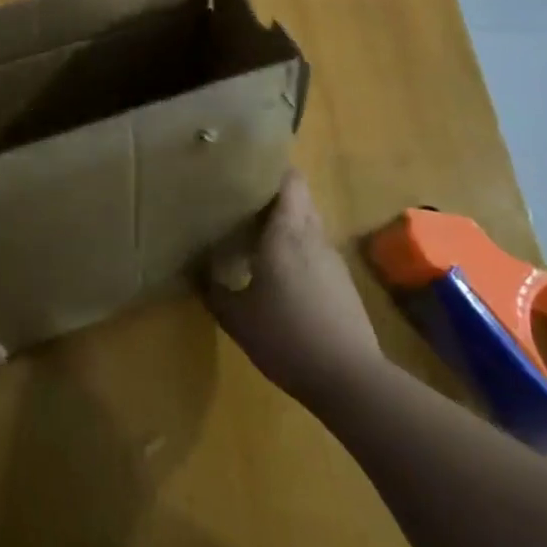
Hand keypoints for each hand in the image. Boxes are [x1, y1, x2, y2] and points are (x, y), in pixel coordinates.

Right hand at [203, 169, 382, 412]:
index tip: (247, 166)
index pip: (289, 181)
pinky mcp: (343, 284)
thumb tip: (196, 269)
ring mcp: (332, 260)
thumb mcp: (237, 318)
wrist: (350, 380)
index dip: (272, 168)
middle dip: (274, 195)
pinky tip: (280, 272)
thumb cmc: (286, 337)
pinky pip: (316, 251)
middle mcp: (313, 236)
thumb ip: (214, 290)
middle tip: (243, 200)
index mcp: (286, 232)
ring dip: (287, 223)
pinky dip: (299, 250)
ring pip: (309, 225)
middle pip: (299, 199)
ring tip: (257, 234)